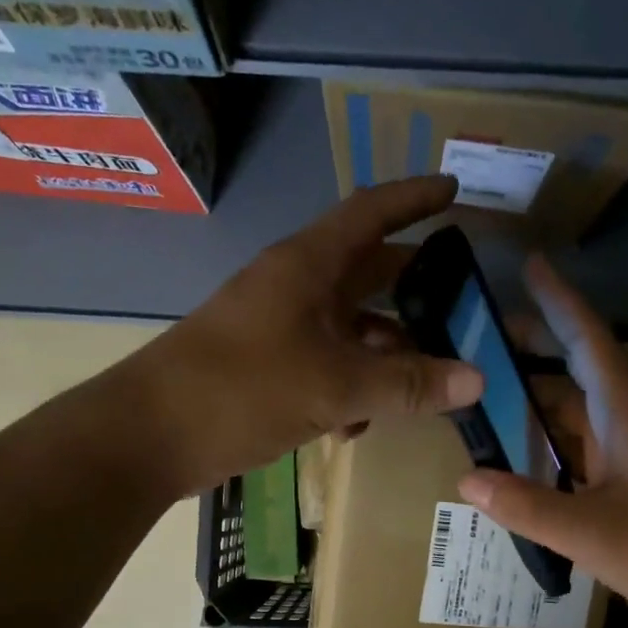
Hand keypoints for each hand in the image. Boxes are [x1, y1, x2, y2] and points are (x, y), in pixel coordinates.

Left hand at [129, 177, 482, 495]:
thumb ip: (406, 383)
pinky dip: (349, 390)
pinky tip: (357, 427)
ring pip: (350, 329)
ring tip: (424, 385)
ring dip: (385, 354)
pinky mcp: (268, 369)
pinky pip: (326, 366)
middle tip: (462, 302)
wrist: (150, 436)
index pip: (370, 213)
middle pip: (367, 273)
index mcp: (308, 266)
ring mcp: (279, 329)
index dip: (413, 198)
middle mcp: (295, 288)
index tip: (454, 190)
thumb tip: (477, 380)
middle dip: (413, 288)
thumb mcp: (334, 386)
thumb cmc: (242, 390)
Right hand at [458, 256, 627, 627]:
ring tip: (488, 388)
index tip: (530, 263)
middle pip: (580, 365)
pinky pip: (582, 439)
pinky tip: (519, 448)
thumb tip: (466, 479)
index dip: (558, 300)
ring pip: (579, 405)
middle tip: (482, 336)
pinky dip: (549, 433)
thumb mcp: (587, 531)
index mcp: (627, 412)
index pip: (588, 339)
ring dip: (538, 393)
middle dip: (536, 343)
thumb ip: (524, 505)